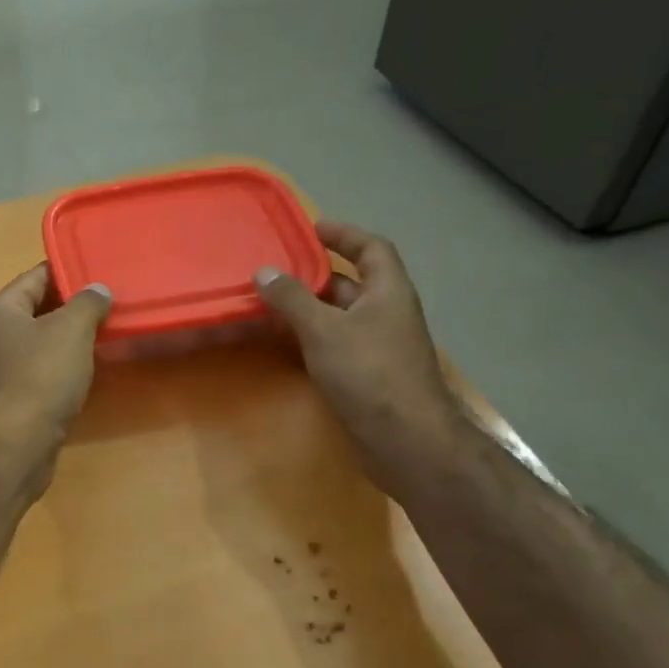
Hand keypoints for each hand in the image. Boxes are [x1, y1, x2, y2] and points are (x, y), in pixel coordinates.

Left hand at [0, 264, 111, 451]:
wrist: (13, 446)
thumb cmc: (40, 377)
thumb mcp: (71, 330)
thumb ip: (87, 303)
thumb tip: (97, 289)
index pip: (34, 277)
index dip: (66, 271)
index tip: (98, 271)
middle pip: (34, 311)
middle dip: (69, 307)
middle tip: (107, 304)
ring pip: (36, 344)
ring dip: (65, 340)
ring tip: (102, 335)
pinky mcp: (6, 402)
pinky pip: (36, 373)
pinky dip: (58, 368)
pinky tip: (82, 373)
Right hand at [255, 222, 464, 488]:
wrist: (405, 439)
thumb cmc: (369, 373)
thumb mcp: (324, 329)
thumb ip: (292, 299)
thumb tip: (263, 271)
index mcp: (388, 292)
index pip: (372, 248)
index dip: (344, 234)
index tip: (311, 229)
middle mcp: (388, 314)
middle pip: (353, 282)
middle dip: (316, 274)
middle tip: (276, 269)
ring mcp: (379, 346)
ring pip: (342, 315)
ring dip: (311, 307)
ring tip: (271, 302)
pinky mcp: (368, 374)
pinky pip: (337, 342)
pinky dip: (312, 336)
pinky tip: (286, 341)